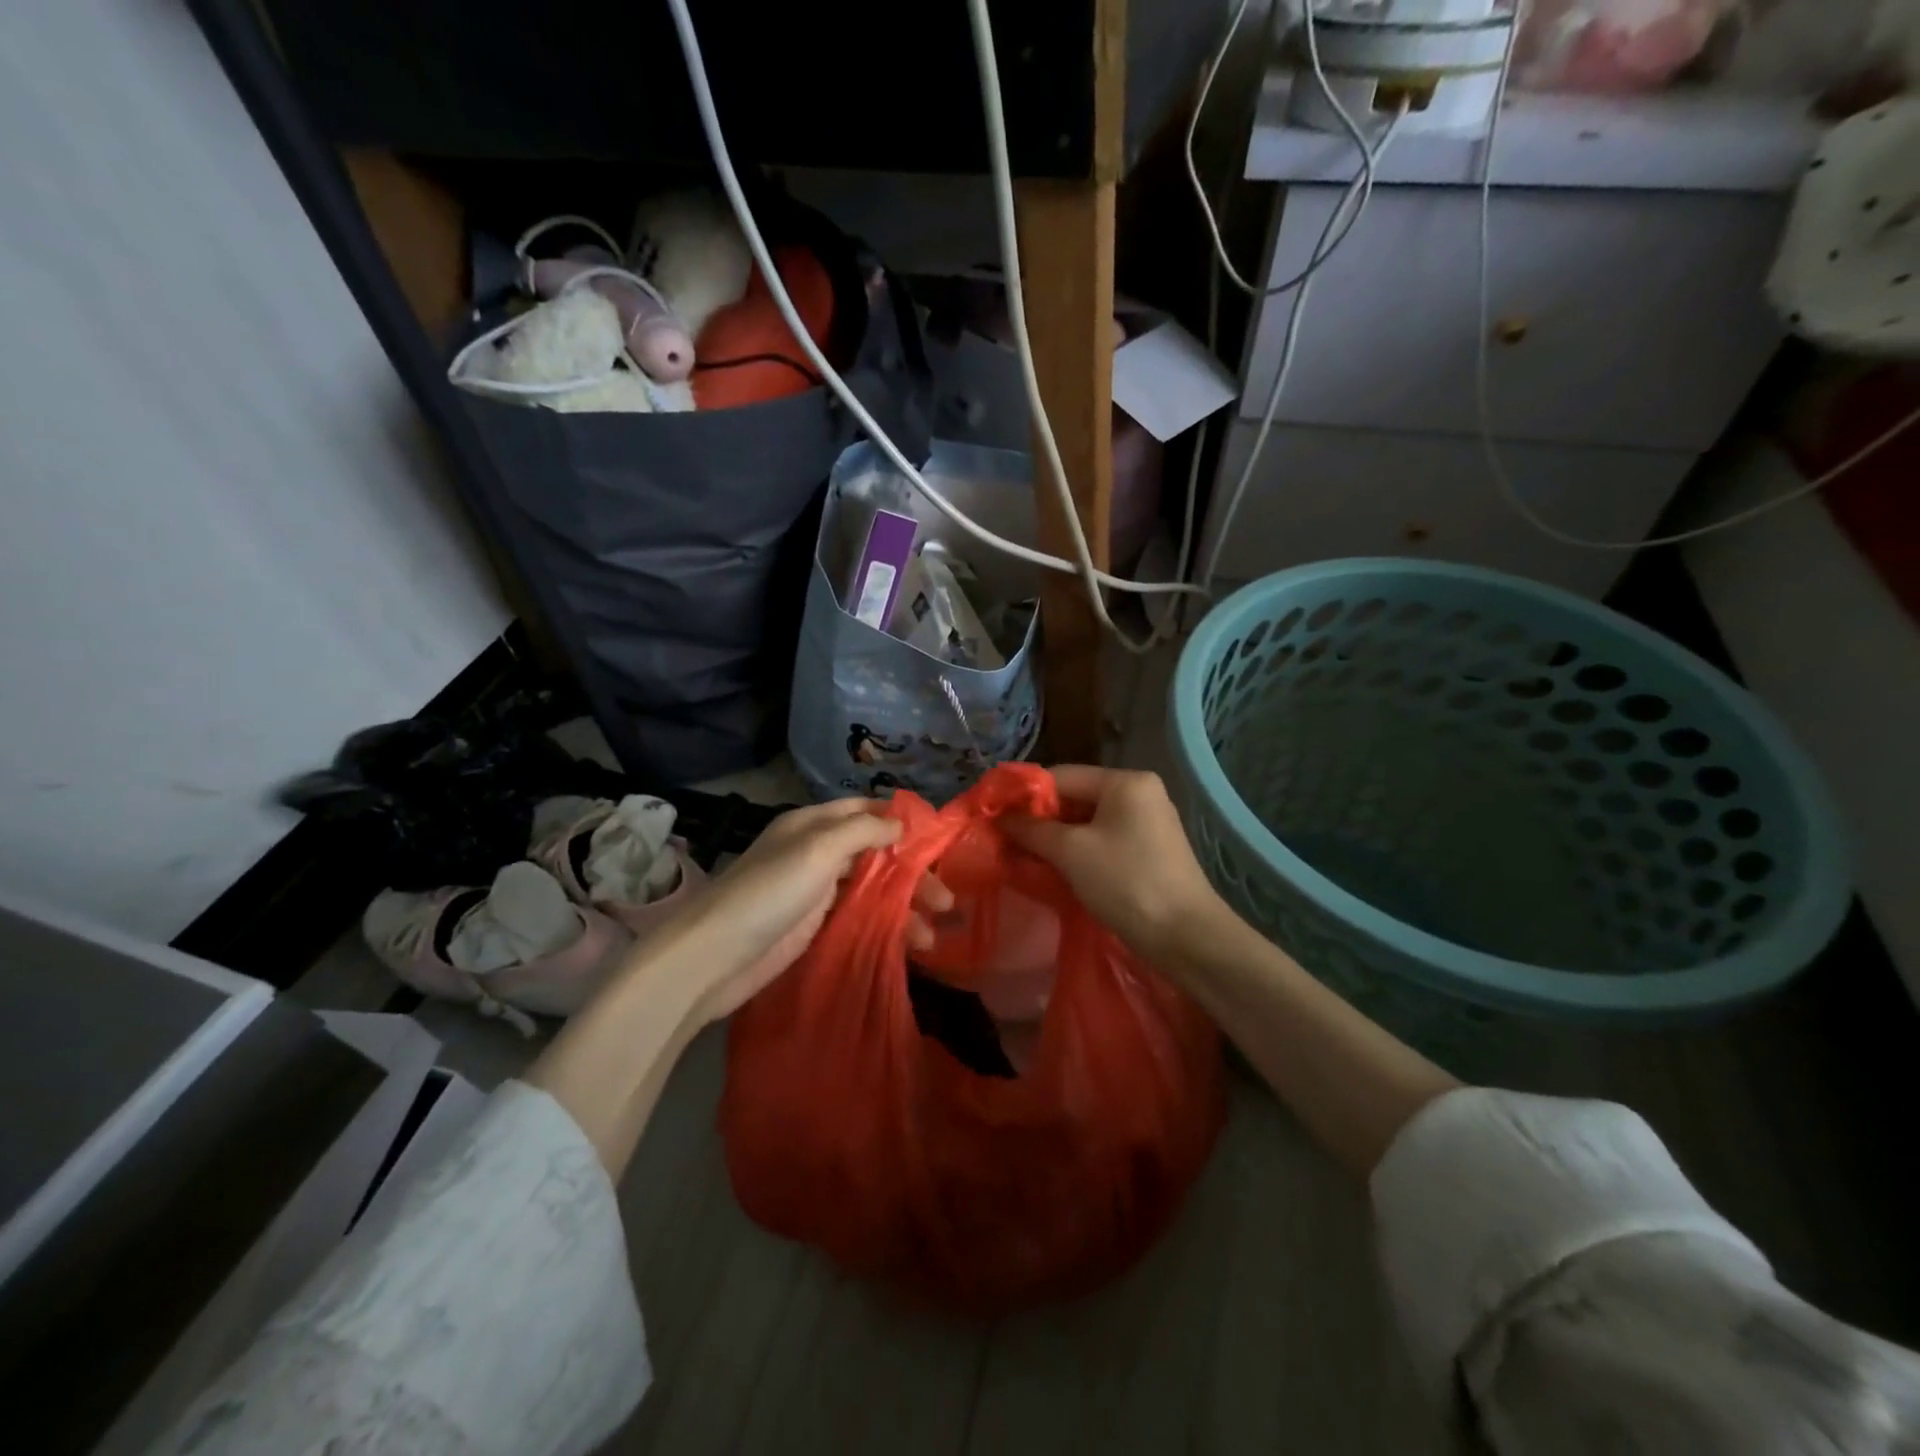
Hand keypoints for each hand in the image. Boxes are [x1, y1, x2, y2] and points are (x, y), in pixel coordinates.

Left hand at [679, 799, 952, 1023]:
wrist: (715, 957)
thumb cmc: (769, 892)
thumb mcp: (817, 849)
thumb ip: (863, 831)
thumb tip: (901, 822)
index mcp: (813, 824)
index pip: (864, 811)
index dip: (901, 821)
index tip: (938, 840)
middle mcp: (817, 853)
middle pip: (876, 854)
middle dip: (912, 874)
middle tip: (945, 900)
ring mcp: (816, 892)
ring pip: (872, 891)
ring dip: (904, 908)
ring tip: (931, 935)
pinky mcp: (815, 927)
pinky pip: (860, 919)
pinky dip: (886, 928)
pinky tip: (909, 945)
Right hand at [1005, 765, 1227, 967]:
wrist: (1185, 937)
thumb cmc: (1125, 882)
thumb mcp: (1071, 852)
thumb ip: (1032, 830)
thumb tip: (1001, 818)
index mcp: (1125, 782)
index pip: (1062, 776)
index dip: (1025, 795)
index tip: (995, 816)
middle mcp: (1140, 793)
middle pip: (1076, 797)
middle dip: (1040, 820)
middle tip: (1006, 841)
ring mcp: (1148, 822)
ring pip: (1088, 822)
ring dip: (1056, 839)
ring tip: (1024, 857)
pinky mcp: (1150, 850)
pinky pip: (1104, 840)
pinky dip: (1078, 852)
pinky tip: (1056, 870)